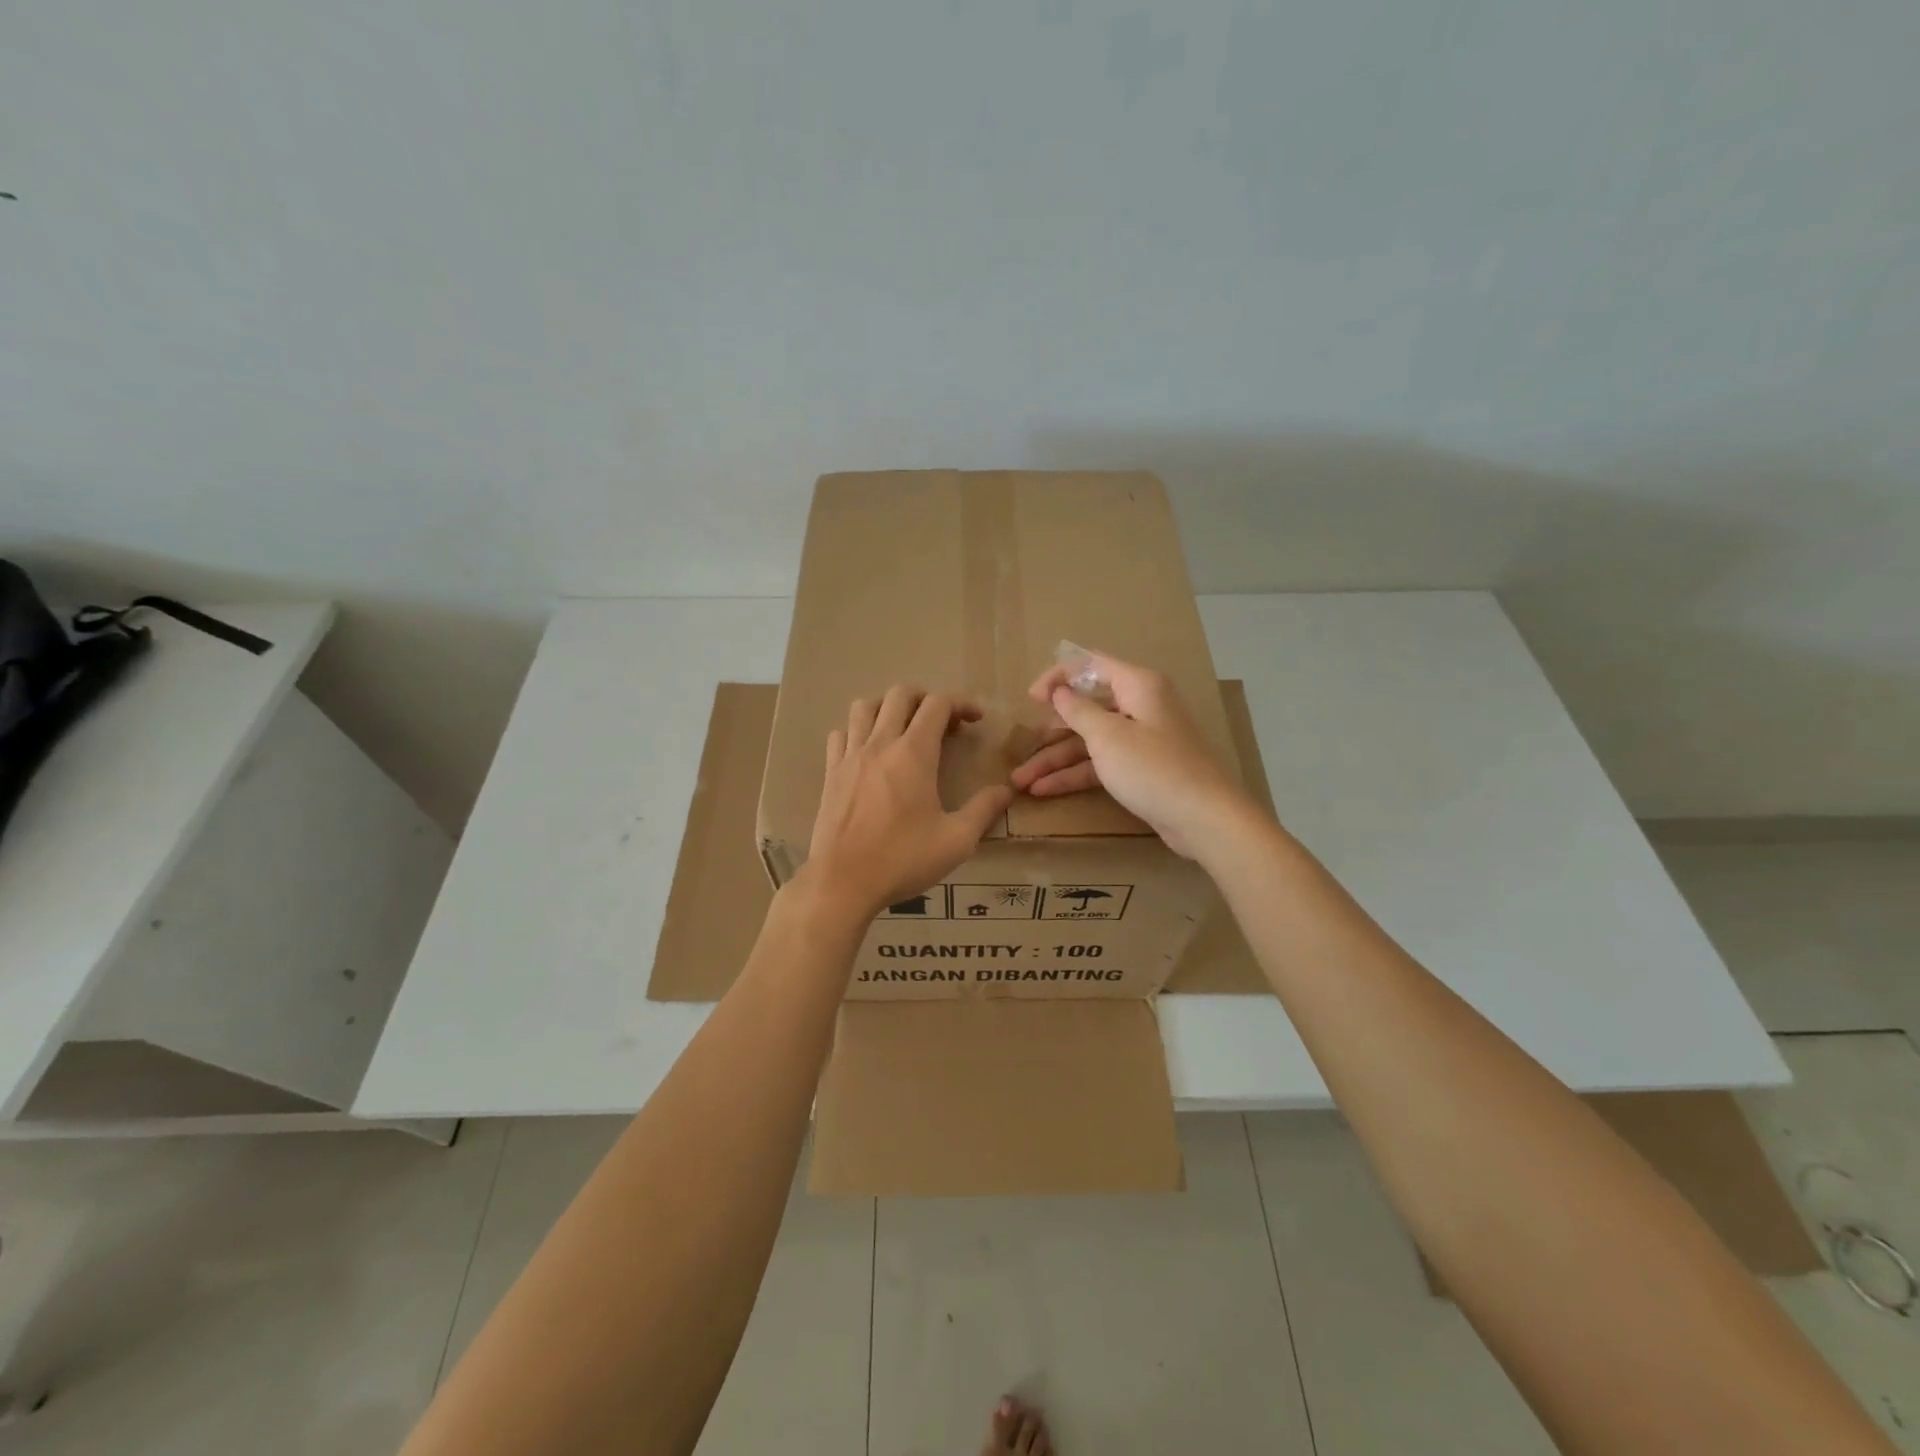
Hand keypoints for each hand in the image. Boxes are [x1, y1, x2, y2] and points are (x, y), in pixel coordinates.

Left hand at [804, 685, 1012, 917]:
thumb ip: (984, 810)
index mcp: (913, 753)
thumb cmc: (902, 860)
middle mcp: (880, 744)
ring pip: (865, 706)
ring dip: (888, 707)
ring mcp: (850, 756)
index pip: (937, 704)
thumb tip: (1007, 790)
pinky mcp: (831, 772)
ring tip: (903, 727)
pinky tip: (869, 751)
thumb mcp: (956, 841)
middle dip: (926, 698)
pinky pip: (841, 733)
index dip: (961, 703)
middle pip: (900, 694)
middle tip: (942, 722)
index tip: (975, 720)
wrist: (842, 882)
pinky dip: (858, 731)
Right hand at [1011, 650, 1250, 858]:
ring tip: (1020, 781)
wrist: (1203, 818)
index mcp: (1138, 685)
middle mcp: (1140, 705)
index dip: (1058, 677)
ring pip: (1089, 741)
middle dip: (1051, 728)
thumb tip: (1060, 691)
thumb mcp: (1107, 736)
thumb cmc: (1152, 768)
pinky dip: (1074, 775)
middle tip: (1021, 745)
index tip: (1031, 699)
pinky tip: (1044, 790)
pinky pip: (1101, 763)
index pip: (1090, 665)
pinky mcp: (1141, 768)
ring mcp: (1141, 739)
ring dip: (1055, 760)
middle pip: (1087, 707)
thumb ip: (1078, 710)